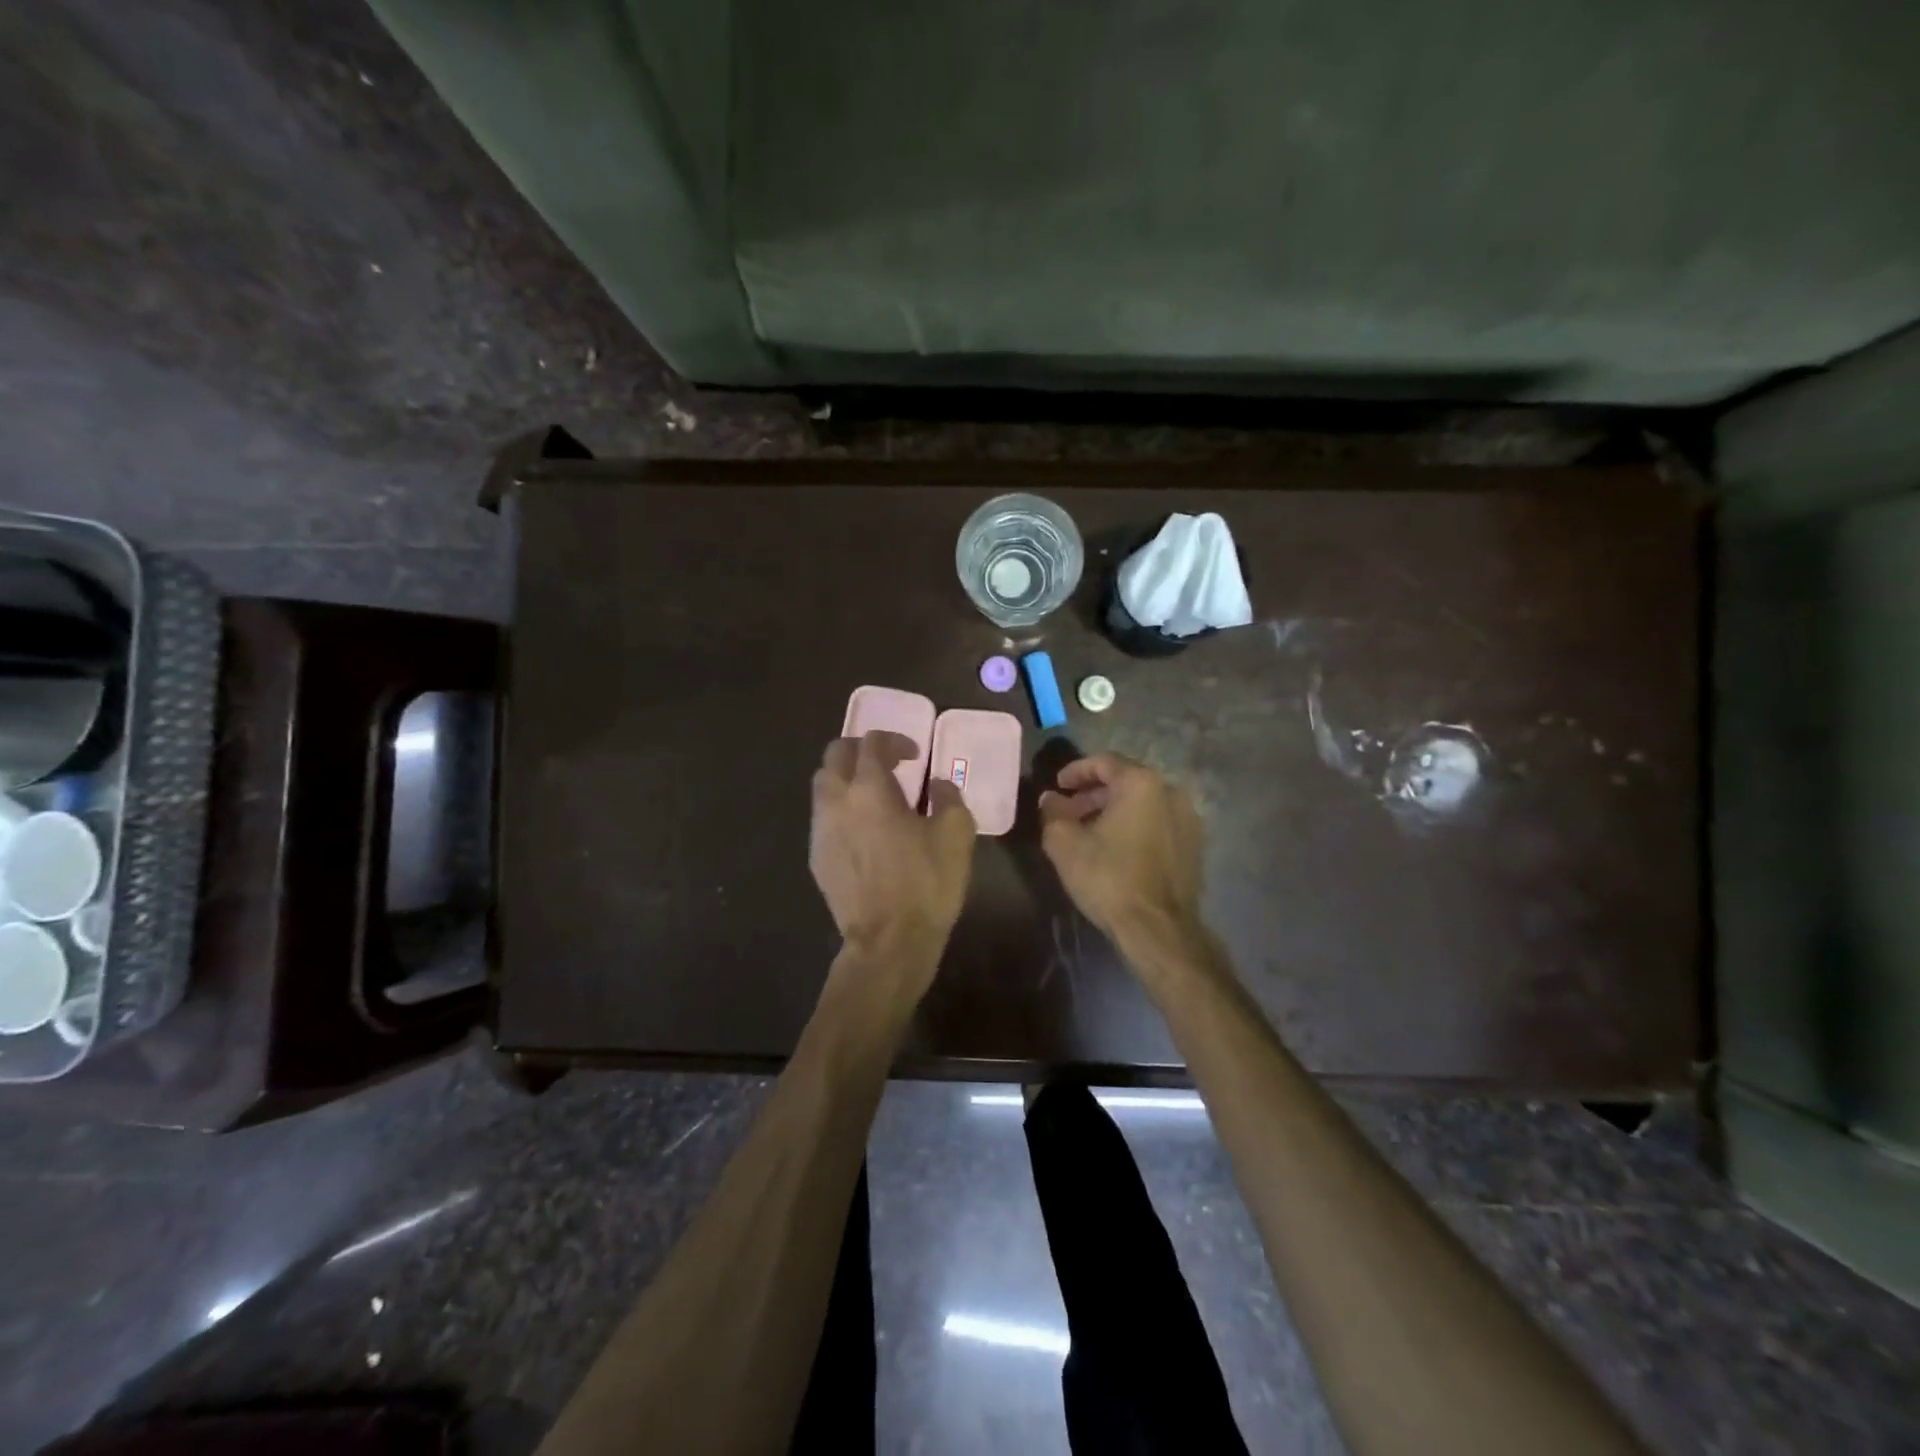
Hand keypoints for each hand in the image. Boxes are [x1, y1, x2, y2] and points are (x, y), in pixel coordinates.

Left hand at [811, 731, 975, 980]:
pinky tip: (862, 829)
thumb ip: (948, 796)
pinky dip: (840, 809)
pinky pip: (823, 817)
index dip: (894, 740)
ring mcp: (821, 830)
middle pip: (835, 755)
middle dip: (860, 750)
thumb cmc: (926, 883)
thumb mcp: (957, 834)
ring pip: (823, 785)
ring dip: (845, 778)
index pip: (871, 743)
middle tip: (886, 763)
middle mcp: (837, 801)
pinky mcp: (816, 857)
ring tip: (872, 794)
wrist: (888, 941)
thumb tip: (937, 784)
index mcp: (870, 789)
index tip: (914, 755)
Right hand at [1039, 753, 1209, 957]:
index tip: (1057, 786)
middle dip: (1093, 793)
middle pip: (1125, 781)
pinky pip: (1157, 823)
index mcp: (1142, 783)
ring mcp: (1188, 819)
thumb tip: (1050, 798)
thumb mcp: (1065, 844)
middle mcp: (1171, 792)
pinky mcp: (1194, 846)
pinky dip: (1134, 826)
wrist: (1158, 929)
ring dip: (1114, 810)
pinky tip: (1115, 848)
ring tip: (1088, 832)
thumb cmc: (1108, 878)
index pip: (1104, 762)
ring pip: (1143, 803)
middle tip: (1068, 812)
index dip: (1075, 771)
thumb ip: (1053, 813)